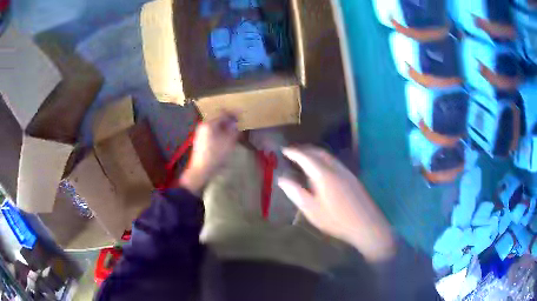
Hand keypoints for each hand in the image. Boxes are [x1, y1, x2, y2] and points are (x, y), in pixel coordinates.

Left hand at [179, 113, 238, 194]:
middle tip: (238, 123)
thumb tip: (235, 123)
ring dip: (224, 126)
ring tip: (233, 131)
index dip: (233, 113)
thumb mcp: (228, 142)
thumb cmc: (215, 155)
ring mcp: (200, 133)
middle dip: (228, 120)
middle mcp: (203, 125)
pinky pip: (212, 131)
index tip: (241, 115)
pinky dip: (219, 132)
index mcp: (209, 123)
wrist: (200, 171)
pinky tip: (225, 138)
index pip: (222, 112)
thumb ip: (233, 130)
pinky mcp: (200, 140)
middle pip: (218, 118)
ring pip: (215, 125)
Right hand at [278, 147, 394, 262]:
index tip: (284, 150)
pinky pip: (335, 162)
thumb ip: (297, 193)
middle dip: (305, 150)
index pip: (306, 157)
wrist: (366, 224)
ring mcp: (346, 172)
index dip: (294, 152)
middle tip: (293, 152)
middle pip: (319, 152)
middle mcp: (336, 168)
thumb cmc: (336, 220)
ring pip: (328, 156)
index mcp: (324, 175)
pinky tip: (322, 170)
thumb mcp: (312, 210)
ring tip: (305, 159)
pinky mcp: (352, 178)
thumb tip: (282, 179)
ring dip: (315, 154)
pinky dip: (324, 160)